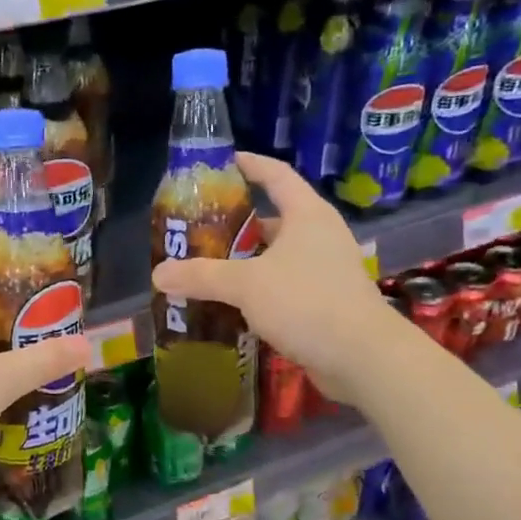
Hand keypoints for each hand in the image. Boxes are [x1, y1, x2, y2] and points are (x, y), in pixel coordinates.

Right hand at [152, 152, 387, 406]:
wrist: (361, 357)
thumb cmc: (305, 302)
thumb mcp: (246, 284)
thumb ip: (202, 276)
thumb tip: (158, 273)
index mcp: (307, 215)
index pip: (276, 175)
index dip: (250, 165)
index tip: (223, 162)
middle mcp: (320, 236)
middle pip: (274, 219)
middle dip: (238, 224)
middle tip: (200, 230)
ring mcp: (326, 270)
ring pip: (277, 256)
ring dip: (246, 262)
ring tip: (207, 268)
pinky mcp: (325, 302)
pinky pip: (284, 286)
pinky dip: (258, 290)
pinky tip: (232, 304)